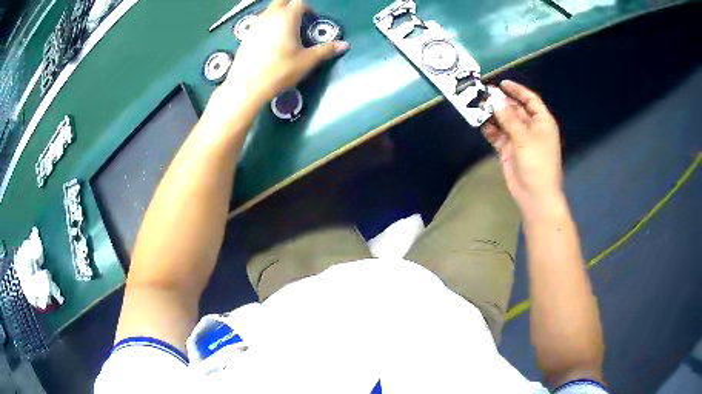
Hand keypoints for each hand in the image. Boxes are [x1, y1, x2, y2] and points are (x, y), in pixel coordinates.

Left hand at [218, 0, 348, 106]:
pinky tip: (269, 42)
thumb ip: (326, 50)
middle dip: (291, 6)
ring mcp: (255, 25)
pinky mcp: (245, 37)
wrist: (247, 86)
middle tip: (299, 20)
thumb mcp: (307, 61)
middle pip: (281, 1)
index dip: (308, 10)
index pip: (299, 3)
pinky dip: (267, 26)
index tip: (312, 22)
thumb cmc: (280, 71)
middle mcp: (269, 16)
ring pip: (268, 11)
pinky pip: (259, 23)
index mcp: (287, 17)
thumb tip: (345, 45)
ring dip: (278, 15)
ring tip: (285, 32)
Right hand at [482, 80, 563, 220]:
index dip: (517, 90)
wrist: (535, 195)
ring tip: (478, 106)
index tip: (502, 83)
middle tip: (483, 94)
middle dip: (501, 102)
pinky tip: (481, 124)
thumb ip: (509, 118)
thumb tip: (495, 100)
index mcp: (542, 122)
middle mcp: (531, 127)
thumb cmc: (537, 163)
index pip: (530, 100)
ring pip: (504, 121)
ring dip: (493, 115)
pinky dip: (490, 130)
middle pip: (515, 109)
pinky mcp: (509, 150)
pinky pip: (498, 135)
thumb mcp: (524, 137)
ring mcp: (519, 139)